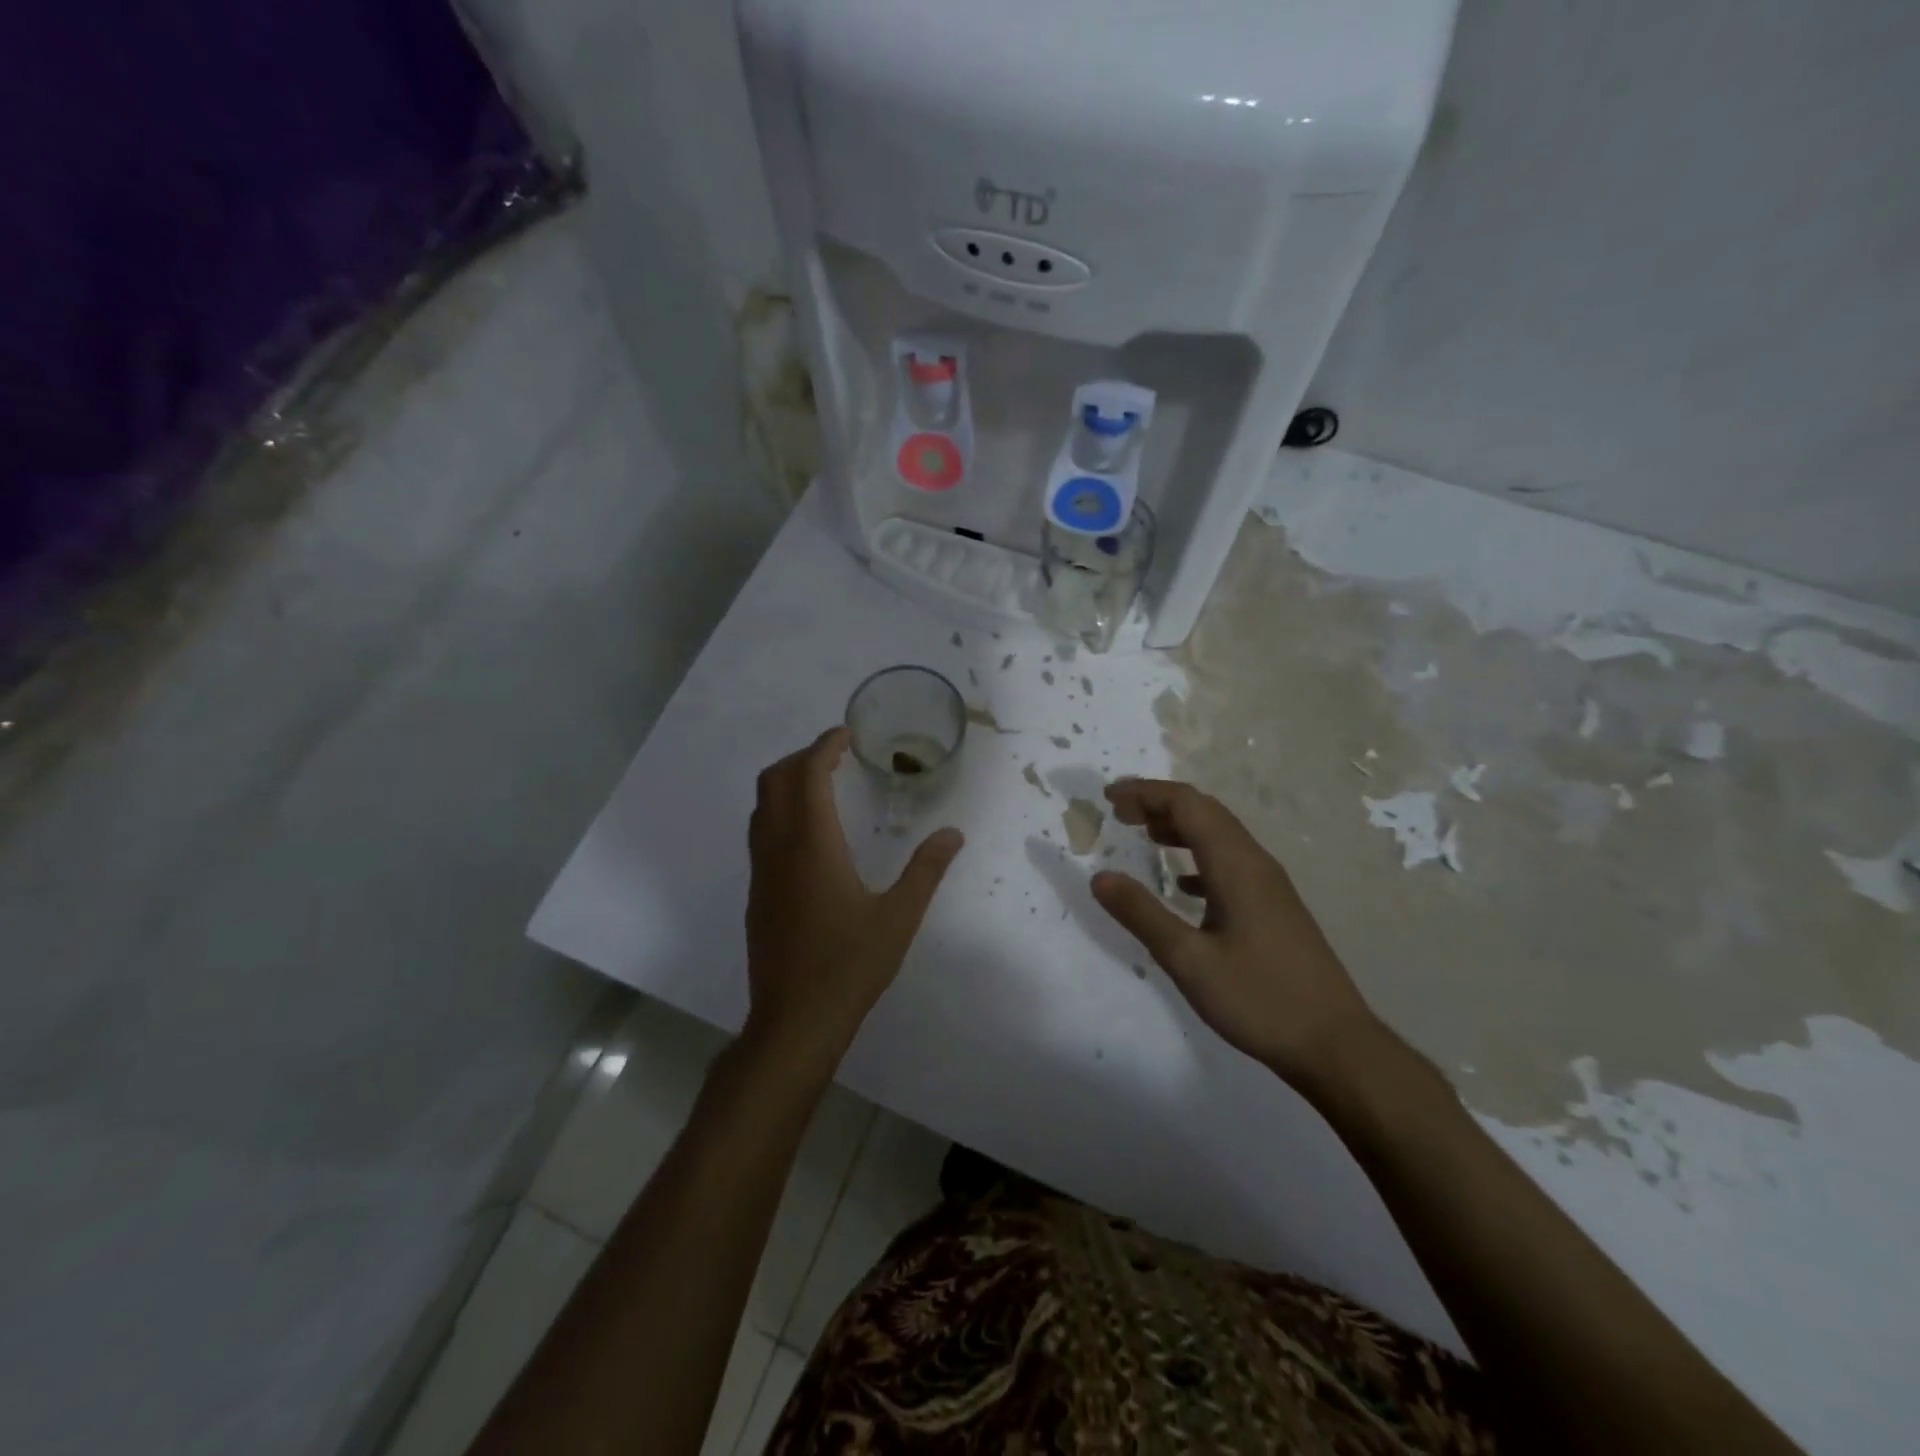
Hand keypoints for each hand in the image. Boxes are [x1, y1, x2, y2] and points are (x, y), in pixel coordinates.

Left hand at [744, 727, 964, 1062]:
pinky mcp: (757, 893)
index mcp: (812, 845)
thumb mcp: (899, 917)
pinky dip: (780, 810)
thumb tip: (954, 833)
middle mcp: (778, 849)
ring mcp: (761, 872)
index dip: (824, 746)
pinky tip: (810, 834)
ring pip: (762, 806)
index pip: (808, 774)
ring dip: (787, 782)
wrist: (794, 1021)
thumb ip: (926, 870)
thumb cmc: (849, 966)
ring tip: (823, 783)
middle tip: (837, 755)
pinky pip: (761, 832)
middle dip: (802, 757)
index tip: (847, 735)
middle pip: (775, 780)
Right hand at [1091, 779, 1377, 1090]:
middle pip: (1205, 812)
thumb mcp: (1188, 960)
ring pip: (1220, 836)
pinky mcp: (1275, 907)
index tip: (1108, 797)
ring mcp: (1270, 885)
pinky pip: (1231, 863)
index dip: (1146, 793)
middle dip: (1160, 803)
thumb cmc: (1259, 999)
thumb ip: (1142, 914)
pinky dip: (1199, 857)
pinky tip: (1182, 883)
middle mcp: (1255, 863)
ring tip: (1144, 835)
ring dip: (1180, 827)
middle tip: (1119, 812)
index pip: (1187, 805)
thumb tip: (1099, 877)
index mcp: (1235, 866)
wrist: (1335, 1044)